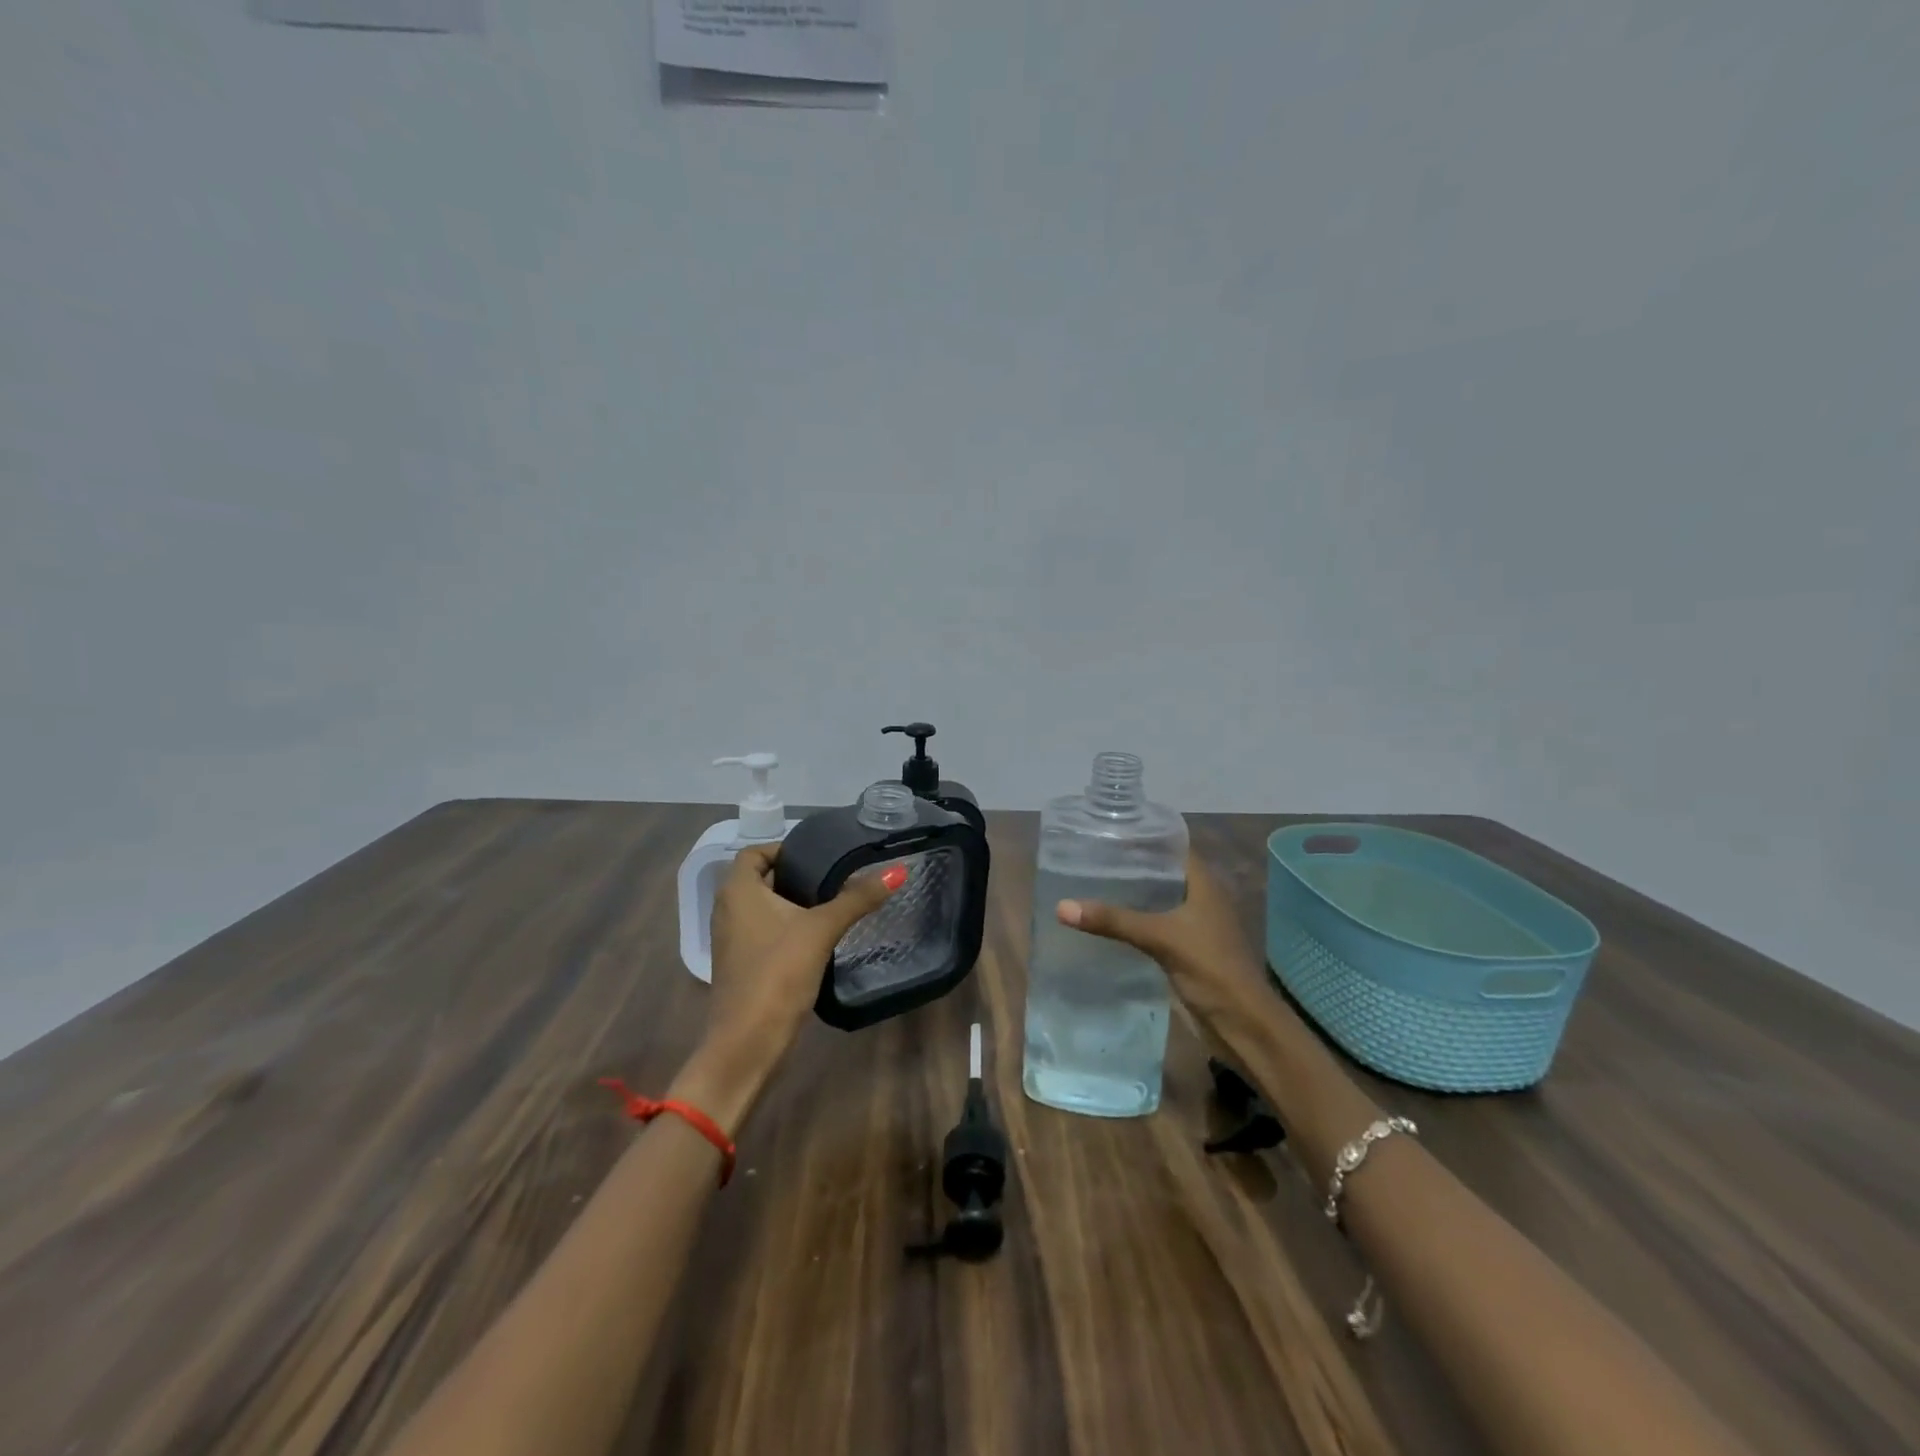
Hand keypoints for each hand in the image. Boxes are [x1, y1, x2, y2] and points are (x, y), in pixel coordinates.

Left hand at [676, 842, 901, 1126]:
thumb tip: (897, 870)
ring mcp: (730, 940)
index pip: (755, 852)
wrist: (747, 1044)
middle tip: (832, 876)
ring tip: (829, 903)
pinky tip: (815, 938)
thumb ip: (857, 899)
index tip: (819, 855)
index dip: (783, 848)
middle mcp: (726, 910)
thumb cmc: (778, 974)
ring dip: (790, 902)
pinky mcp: (739, 965)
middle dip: (793, 875)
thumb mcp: (821, 930)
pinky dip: (784, 927)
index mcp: (737, 891)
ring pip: (761, 907)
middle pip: (759, 879)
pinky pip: (761, 932)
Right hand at [1055, 850, 1269, 1022]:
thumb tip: (1062, 906)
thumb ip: (1114, 920)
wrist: (1242, 1024)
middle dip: (1131, 866)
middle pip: (1162, 873)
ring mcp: (1193, 927)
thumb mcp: (1160, 938)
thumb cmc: (1210, 968)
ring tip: (1091, 883)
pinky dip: (1133, 922)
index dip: (1146, 837)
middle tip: (1090, 857)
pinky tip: (1105, 922)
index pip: (1173, 847)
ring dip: (1131, 895)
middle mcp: (1200, 899)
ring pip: (1157, 901)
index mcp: (1204, 885)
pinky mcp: (1184, 951)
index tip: (1110, 832)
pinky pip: (1154, 926)